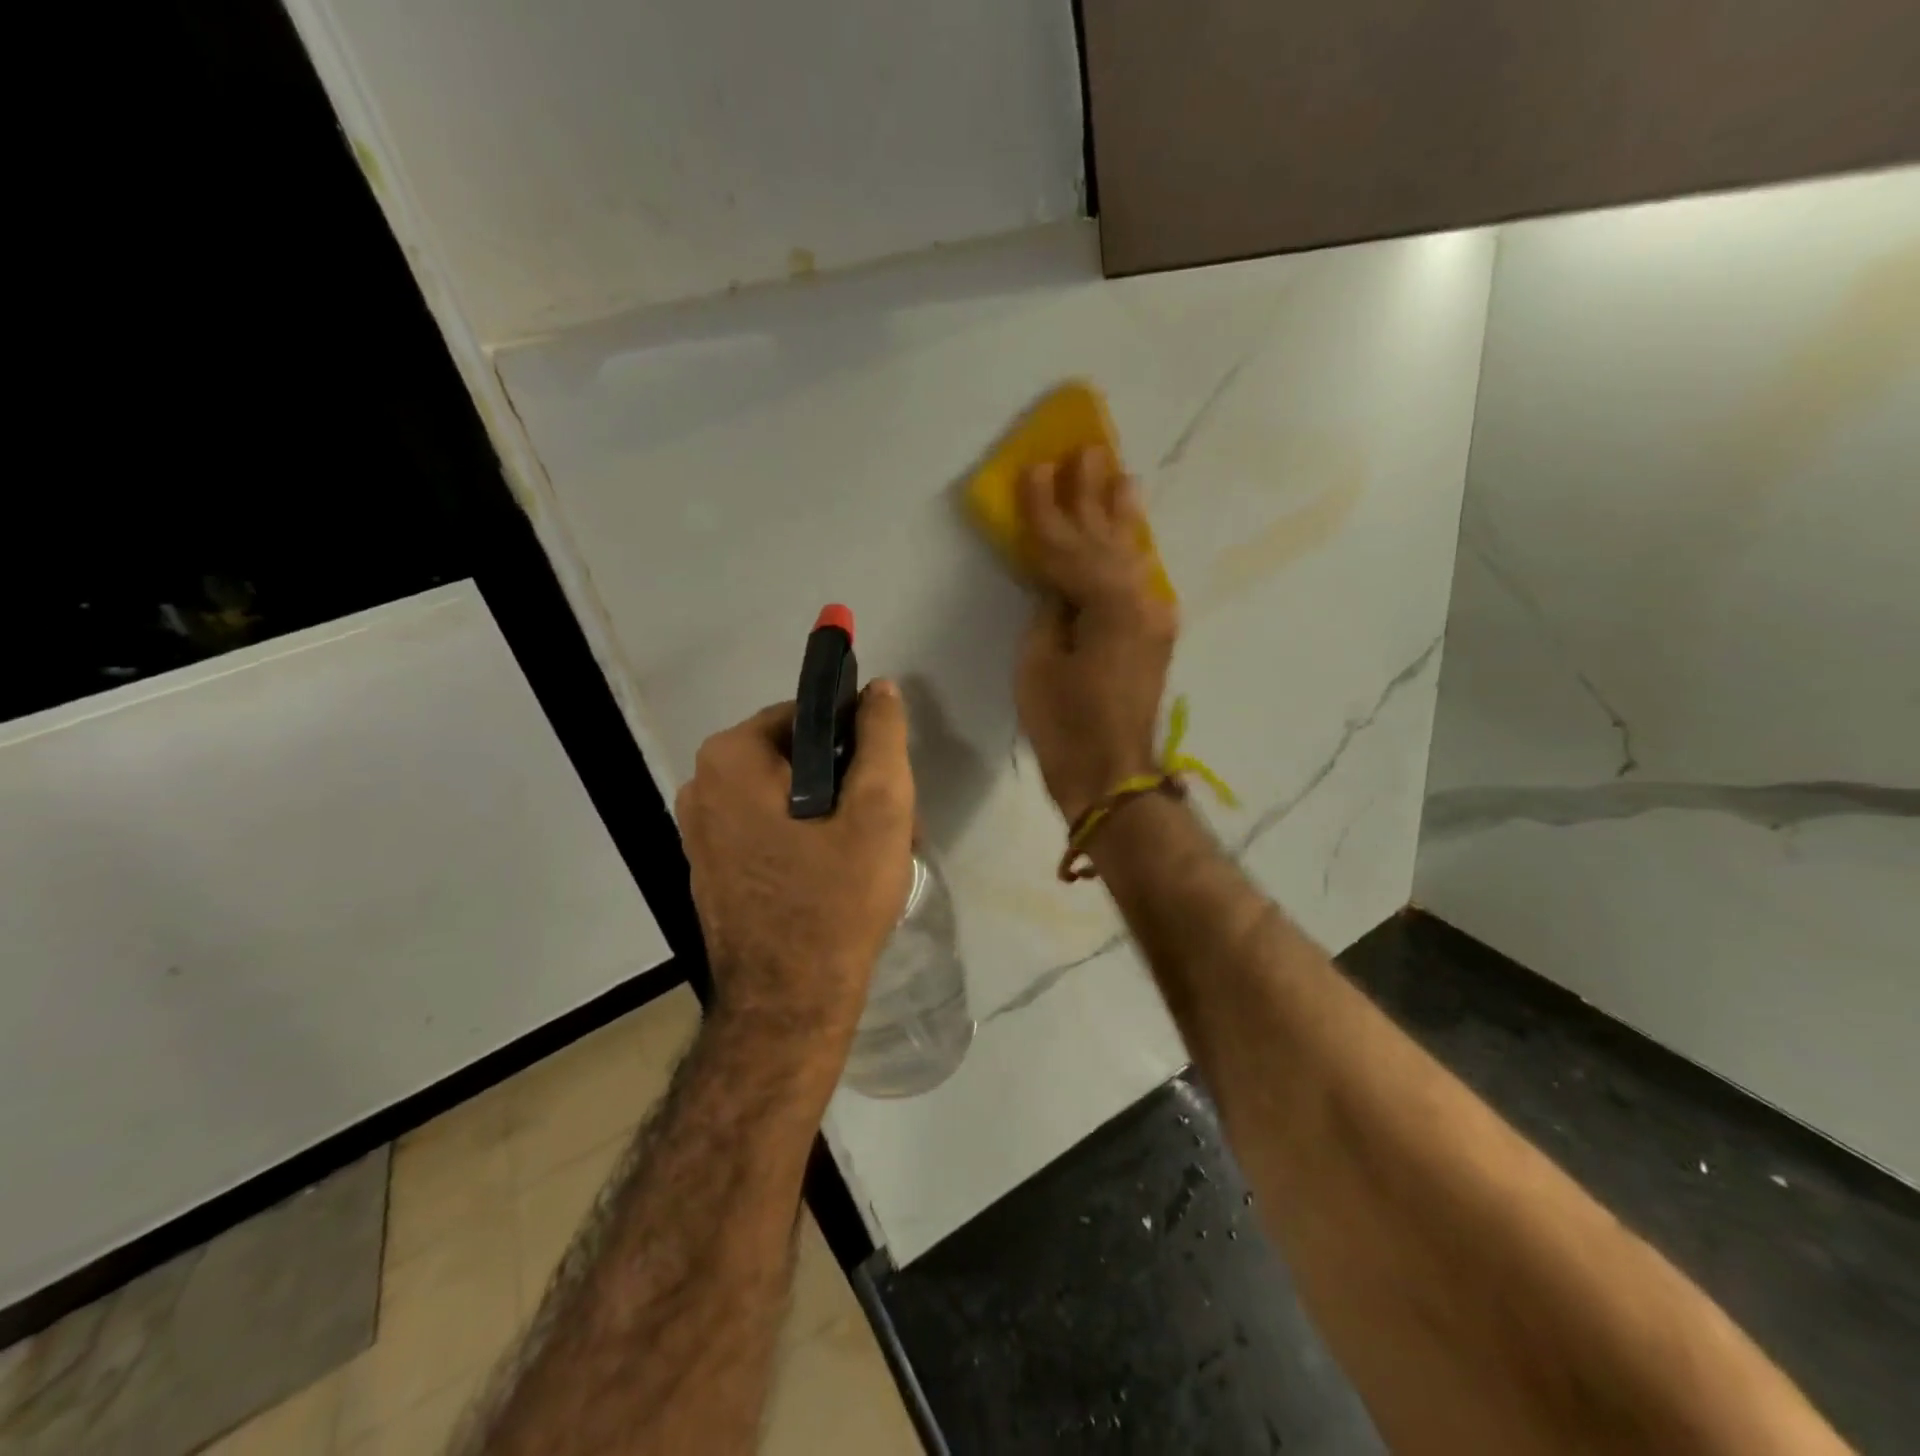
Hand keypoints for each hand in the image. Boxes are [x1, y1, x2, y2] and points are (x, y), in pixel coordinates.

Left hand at [676, 685, 915, 1041]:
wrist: (789, 1004)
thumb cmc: (836, 898)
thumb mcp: (879, 808)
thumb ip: (882, 736)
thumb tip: (880, 688)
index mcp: (730, 758)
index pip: (806, 716)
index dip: (853, 744)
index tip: (880, 787)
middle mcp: (700, 786)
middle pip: (793, 758)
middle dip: (843, 783)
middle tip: (881, 827)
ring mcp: (698, 833)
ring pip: (782, 797)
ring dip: (827, 814)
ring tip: (863, 857)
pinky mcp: (709, 870)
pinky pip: (764, 831)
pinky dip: (800, 841)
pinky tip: (832, 878)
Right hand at [1015, 448, 1177, 824]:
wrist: (1113, 775)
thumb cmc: (1065, 725)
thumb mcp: (1038, 664)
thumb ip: (1049, 611)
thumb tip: (1055, 583)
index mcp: (1107, 603)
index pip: (1067, 546)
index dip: (1047, 510)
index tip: (1034, 470)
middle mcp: (1140, 599)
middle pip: (1107, 538)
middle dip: (1091, 496)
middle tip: (1085, 450)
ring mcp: (1153, 616)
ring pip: (1130, 553)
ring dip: (1119, 514)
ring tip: (1117, 472)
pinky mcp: (1154, 633)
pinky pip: (1137, 578)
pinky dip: (1129, 550)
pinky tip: (1130, 529)